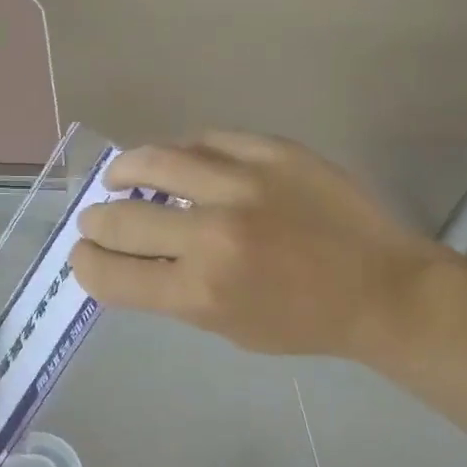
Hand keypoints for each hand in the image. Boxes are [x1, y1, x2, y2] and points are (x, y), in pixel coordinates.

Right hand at [71, 132, 441, 360]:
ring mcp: (244, 184)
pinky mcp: (272, 151)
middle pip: (120, 217)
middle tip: (95, 220)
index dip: (85, 264)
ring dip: (124, 170)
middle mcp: (213, 234)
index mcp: (200, 292)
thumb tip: (127, 258)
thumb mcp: (225, 326)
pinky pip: (207, 140)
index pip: (108, 272)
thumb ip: (171, 292)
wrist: (382, 288)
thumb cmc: (302, 322)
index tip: (84, 256)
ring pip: (155, 159)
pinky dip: (183, 151)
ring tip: (118, 175)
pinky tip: (179, 159)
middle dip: (95, 222)